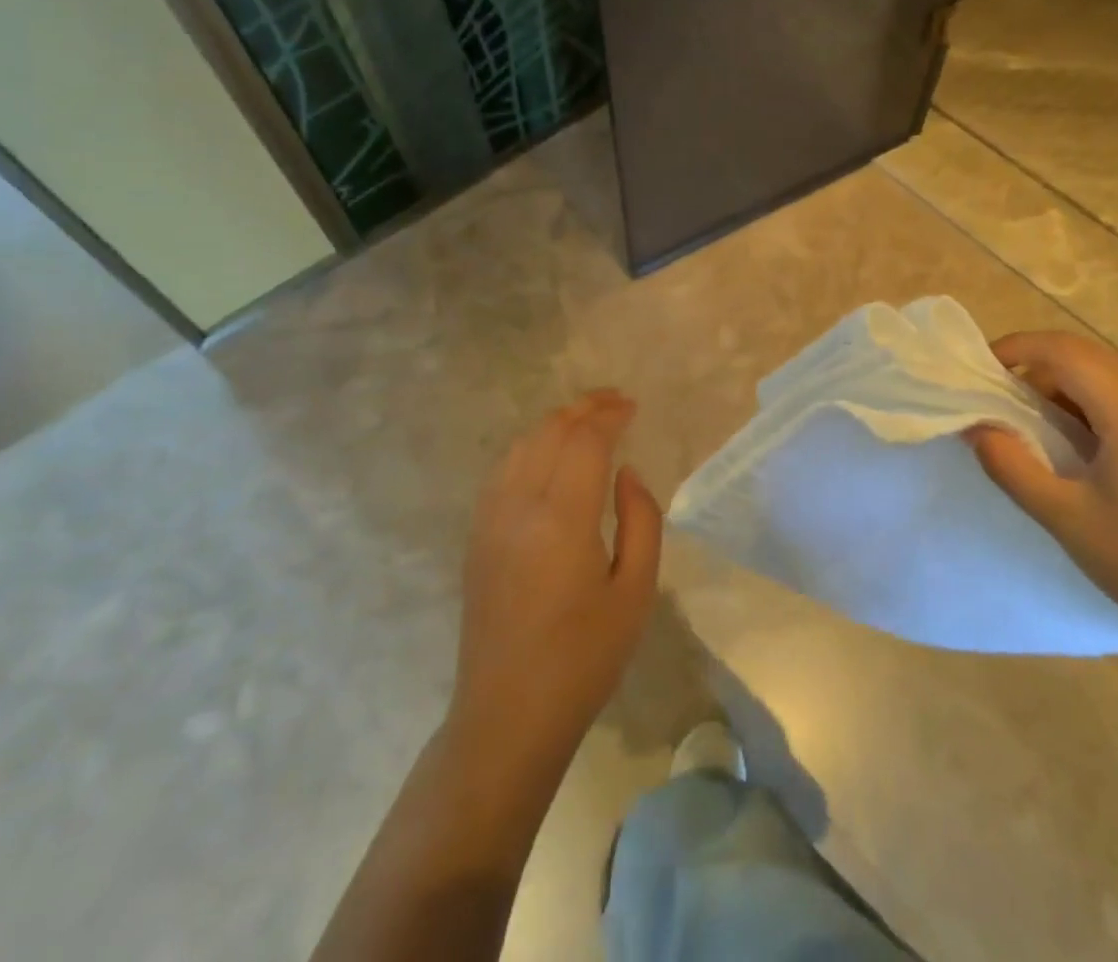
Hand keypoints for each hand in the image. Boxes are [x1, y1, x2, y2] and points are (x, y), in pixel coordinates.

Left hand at [449, 391, 661, 769]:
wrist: (508, 716)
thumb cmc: (584, 659)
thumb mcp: (635, 592)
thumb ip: (640, 519)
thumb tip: (626, 473)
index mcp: (561, 519)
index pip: (584, 441)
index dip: (609, 415)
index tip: (632, 406)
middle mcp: (518, 507)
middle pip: (549, 432)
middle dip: (583, 408)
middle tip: (614, 402)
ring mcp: (489, 520)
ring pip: (521, 445)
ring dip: (555, 423)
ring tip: (586, 421)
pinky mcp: (476, 537)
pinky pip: (503, 470)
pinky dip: (530, 446)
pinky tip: (548, 456)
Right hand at [967, 331, 1117, 651]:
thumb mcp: (1062, 515)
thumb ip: (1010, 464)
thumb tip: (976, 428)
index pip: (1066, 352)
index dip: (1018, 348)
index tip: (982, 369)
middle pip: (1087, 356)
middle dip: (1036, 365)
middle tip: (999, 397)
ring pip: (1108, 375)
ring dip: (1063, 385)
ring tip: (1030, 424)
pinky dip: (1089, 403)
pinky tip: (1075, 444)